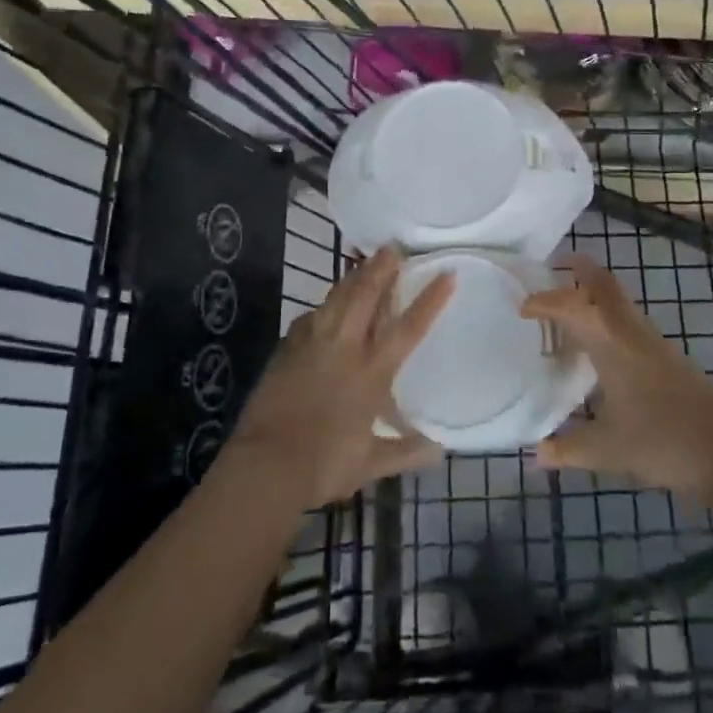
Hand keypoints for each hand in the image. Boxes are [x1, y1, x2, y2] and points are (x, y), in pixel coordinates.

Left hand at [229, 247, 453, 510]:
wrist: (265, 464)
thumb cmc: (323, 465)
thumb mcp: (370, 463)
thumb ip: (405, 453)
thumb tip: (439, 451)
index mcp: (371, 373)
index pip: (407, 329)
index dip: (430, 300)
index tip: (446, 274)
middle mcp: (344, 349)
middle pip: (366, 297)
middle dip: (381, 269)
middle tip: (392, 247)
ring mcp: (312, 345)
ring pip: (336, 299)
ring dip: (352, 278)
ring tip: (361, 262)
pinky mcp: (286, 349)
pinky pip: (309, 318)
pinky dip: (322, 308)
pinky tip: (323, 307)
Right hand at [521, 255, 712, 500]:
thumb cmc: (663, 442)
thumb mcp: (608, 450)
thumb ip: (568, 448)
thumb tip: (535, 454)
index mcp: (611, 344)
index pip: (571, 307)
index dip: (545, 302)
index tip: (522, 307)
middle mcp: (631, 333)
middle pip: (604, 286)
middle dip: (580, 270)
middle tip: (556, 265)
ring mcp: (653, 344)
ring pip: (619, 303)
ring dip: (594, 296)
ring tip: (568, 310)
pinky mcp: (666, 359)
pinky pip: (628, 323)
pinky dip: (607, 320)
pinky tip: (598, 349)